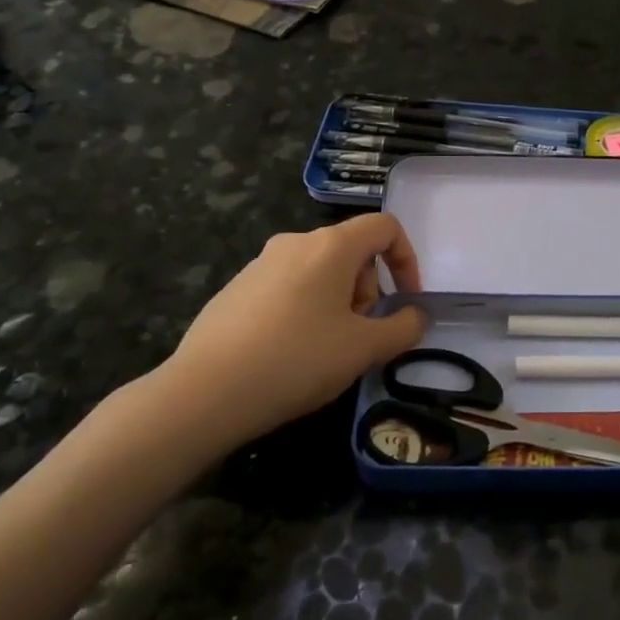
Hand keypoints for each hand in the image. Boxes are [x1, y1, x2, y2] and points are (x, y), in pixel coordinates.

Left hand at [144, 214, 426, 455]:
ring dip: (338, 302)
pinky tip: (290, 353)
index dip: (407, 259)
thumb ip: (403, 328)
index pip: (385, 227)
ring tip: (326, 349)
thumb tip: (414, 316)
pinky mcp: (237, 288)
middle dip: (368, 289)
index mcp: (331, 246)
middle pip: (352, 251)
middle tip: (361, 335)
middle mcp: (296, 243)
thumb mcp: (364, 349)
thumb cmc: (297, 359)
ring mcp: (261, 263)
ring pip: (320, 271)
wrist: (205, 392)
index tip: (405, 301)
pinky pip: (288, 287)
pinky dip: (305, 309)